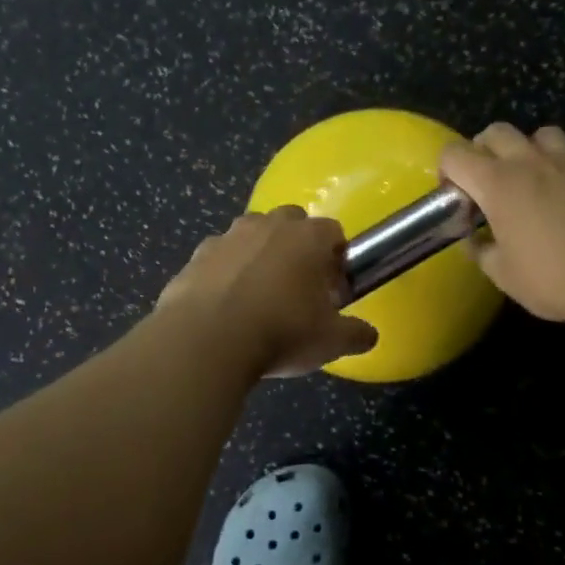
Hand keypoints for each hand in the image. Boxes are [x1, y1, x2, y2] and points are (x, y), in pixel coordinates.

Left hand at [155, 207, 379, 376]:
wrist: (206, 340)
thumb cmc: (280, 332)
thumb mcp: (330, 341)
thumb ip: (356, 334)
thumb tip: (368, 335)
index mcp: (307, 238)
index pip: (333, 232)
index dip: (337, 259)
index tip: (334, 289)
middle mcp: (268, 226)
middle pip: (291, 222)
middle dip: (297, 247)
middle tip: (298, 288)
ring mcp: (227, 237)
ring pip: (251, 235)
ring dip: (258, 255)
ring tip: (258, 297)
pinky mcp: (196, 256)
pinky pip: (218, 258)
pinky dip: (224, 273)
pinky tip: (224, 306)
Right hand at [439, 123, 564, 326]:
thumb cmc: (556, 280)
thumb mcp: (504, 275)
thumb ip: (482, 250)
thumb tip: (475, 239)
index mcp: (498, 184)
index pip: (455, 154)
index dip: (447, 170)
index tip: (455, 194)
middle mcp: (532, 162)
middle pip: (496, 131)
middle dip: (484, 150)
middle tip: (489, 182)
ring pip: (542, 134)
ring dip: (530, 150)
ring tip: (535, 179)